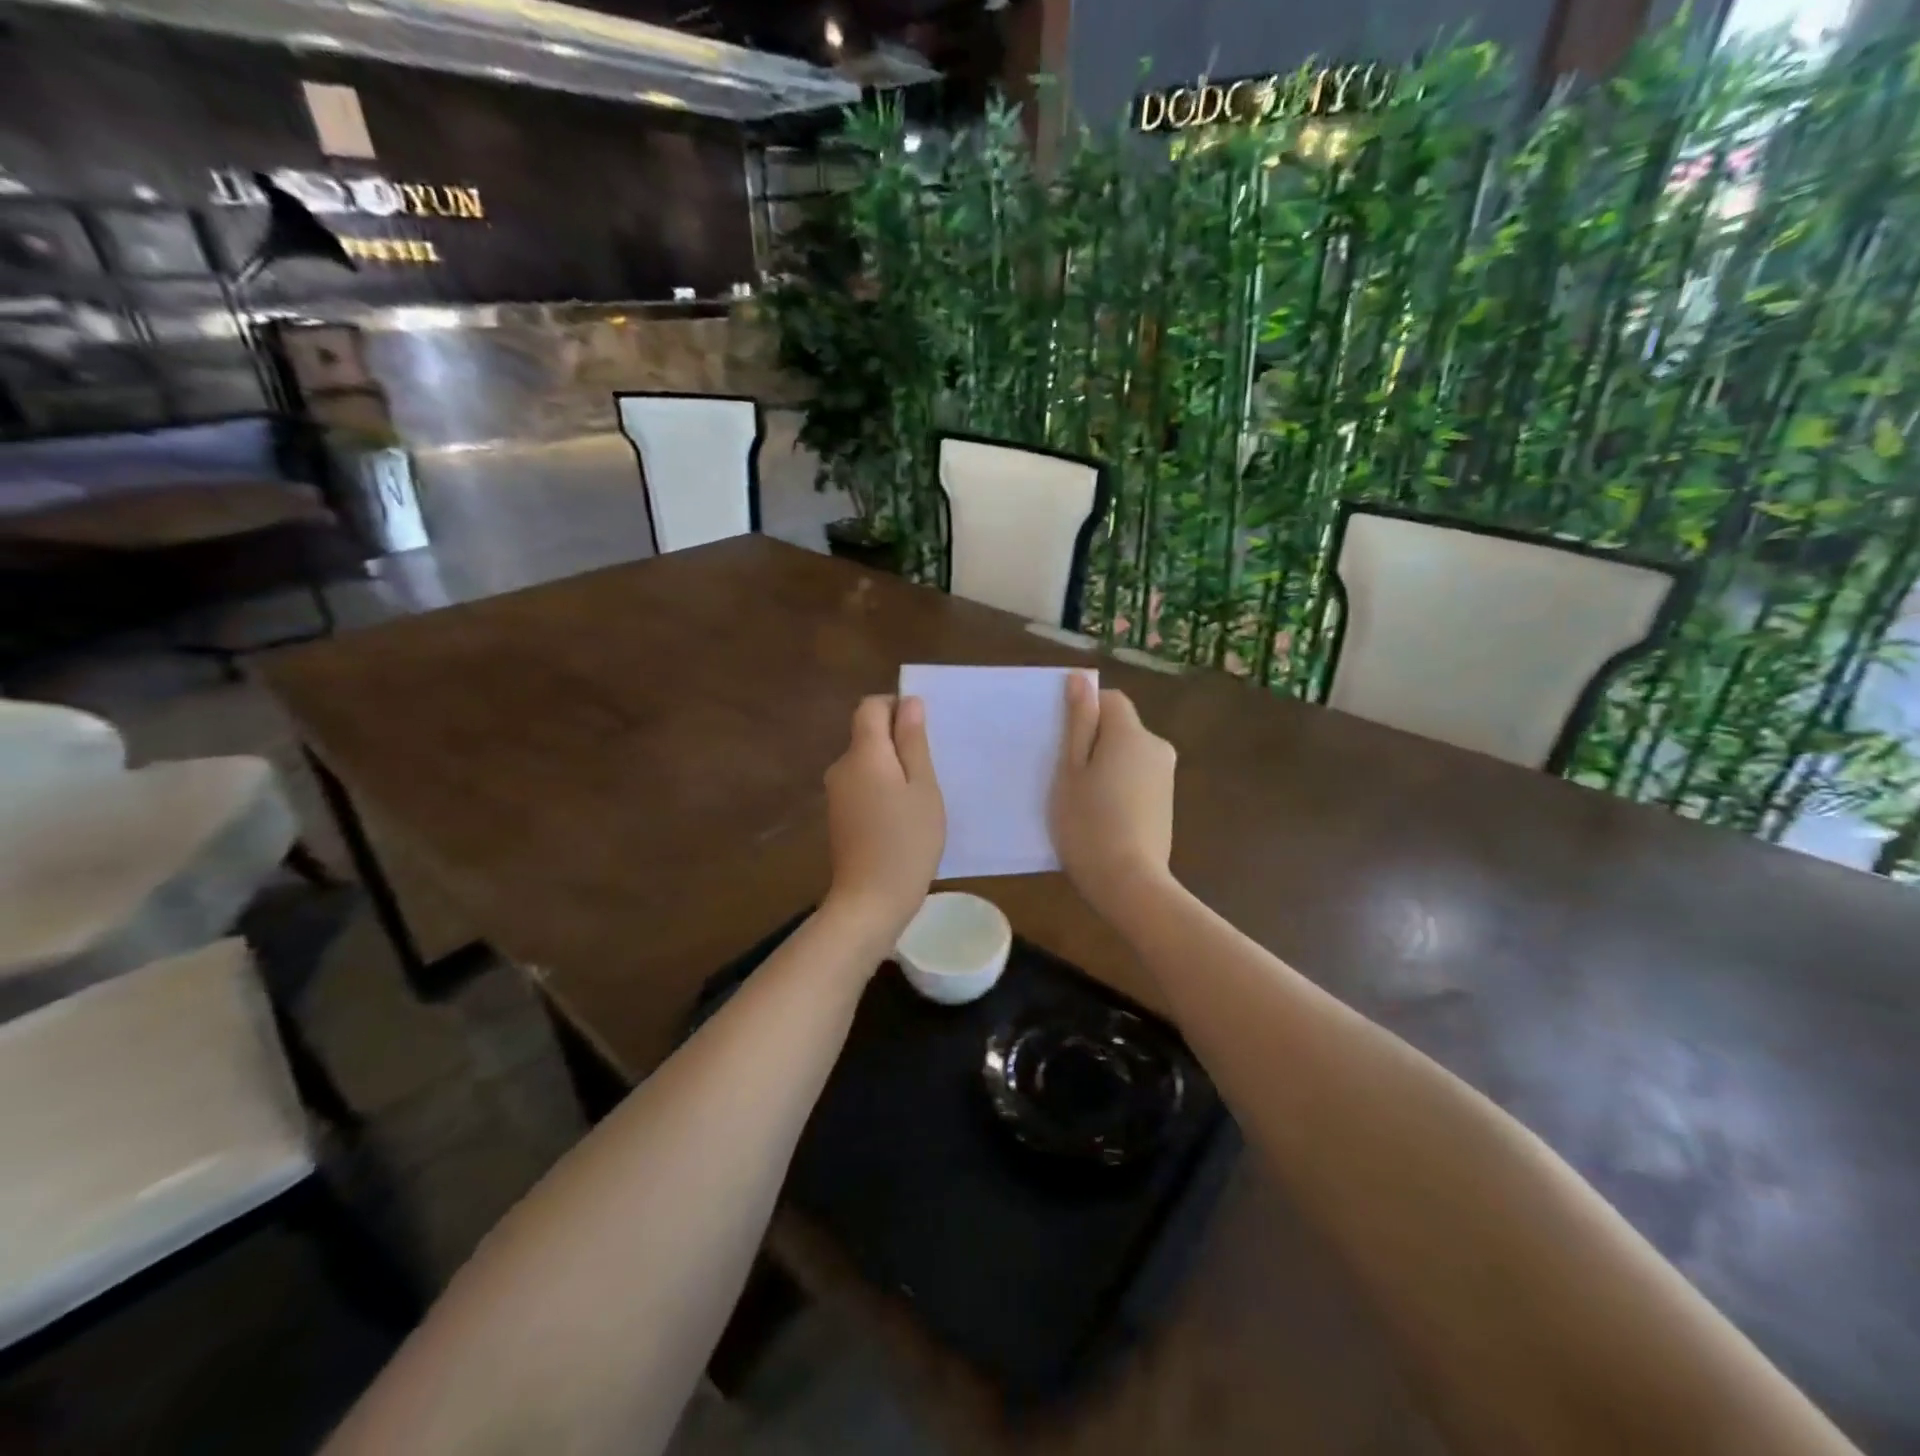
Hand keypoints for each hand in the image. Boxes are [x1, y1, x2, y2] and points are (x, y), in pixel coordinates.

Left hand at [823, 695, 945, 945]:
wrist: (870, 901)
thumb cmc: (907, 842)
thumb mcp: (923, 788)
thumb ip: (913, 742)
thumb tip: (908, 703)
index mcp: (863, 754)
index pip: (871, 707)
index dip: (896, 707)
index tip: (923, 732)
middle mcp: (841, 767)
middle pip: (867, 734)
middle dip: (898, 741)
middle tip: (930, 769)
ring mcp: (836, 793)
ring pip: (866, 762)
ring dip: (892, 768)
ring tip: (920, 797)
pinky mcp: (838, 816)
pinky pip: (861, 785)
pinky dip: (881, 789)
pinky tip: (901, 816)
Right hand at [1052, 677, 1176, 918]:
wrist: (1129, 882)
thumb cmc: (1088, 823)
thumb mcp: (1071, 770)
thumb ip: (1078, 722)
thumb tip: (1080, 679)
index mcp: (1131, 733)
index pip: (1110, 699)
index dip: (1084, 713)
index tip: (1062, 744)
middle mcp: (1157, 746)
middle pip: (1120, 727)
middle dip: (1094, 741)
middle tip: (1065, 776)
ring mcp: (1166, 775)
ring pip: (1128, 753)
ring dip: (1106, 764)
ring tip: (1083, 799)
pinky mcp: (1166, 801)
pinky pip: (1137, 776)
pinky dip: (1120, 785)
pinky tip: (1103, 815)